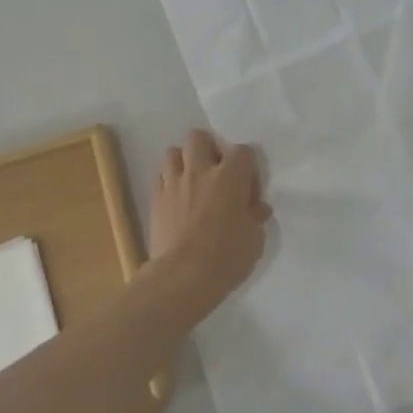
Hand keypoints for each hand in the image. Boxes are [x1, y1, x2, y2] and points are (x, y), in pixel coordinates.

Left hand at [147, 130, 271, 315]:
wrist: (183, 275)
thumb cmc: (227, 257)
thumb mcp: (254, 239)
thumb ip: (255, 217)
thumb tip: (257, 208)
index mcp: (230, 177)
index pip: (242, 151)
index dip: (247, 167)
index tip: (248, 190)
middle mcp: (200, 171)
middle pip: (199, 137)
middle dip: (208, 148)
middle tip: (216, 173)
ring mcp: (173, 183)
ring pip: (173, 152)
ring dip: (184, 162)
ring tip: (192, 182)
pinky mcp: (156, 198)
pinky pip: (161, 176)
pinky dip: (170, 181)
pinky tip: (177, 199)